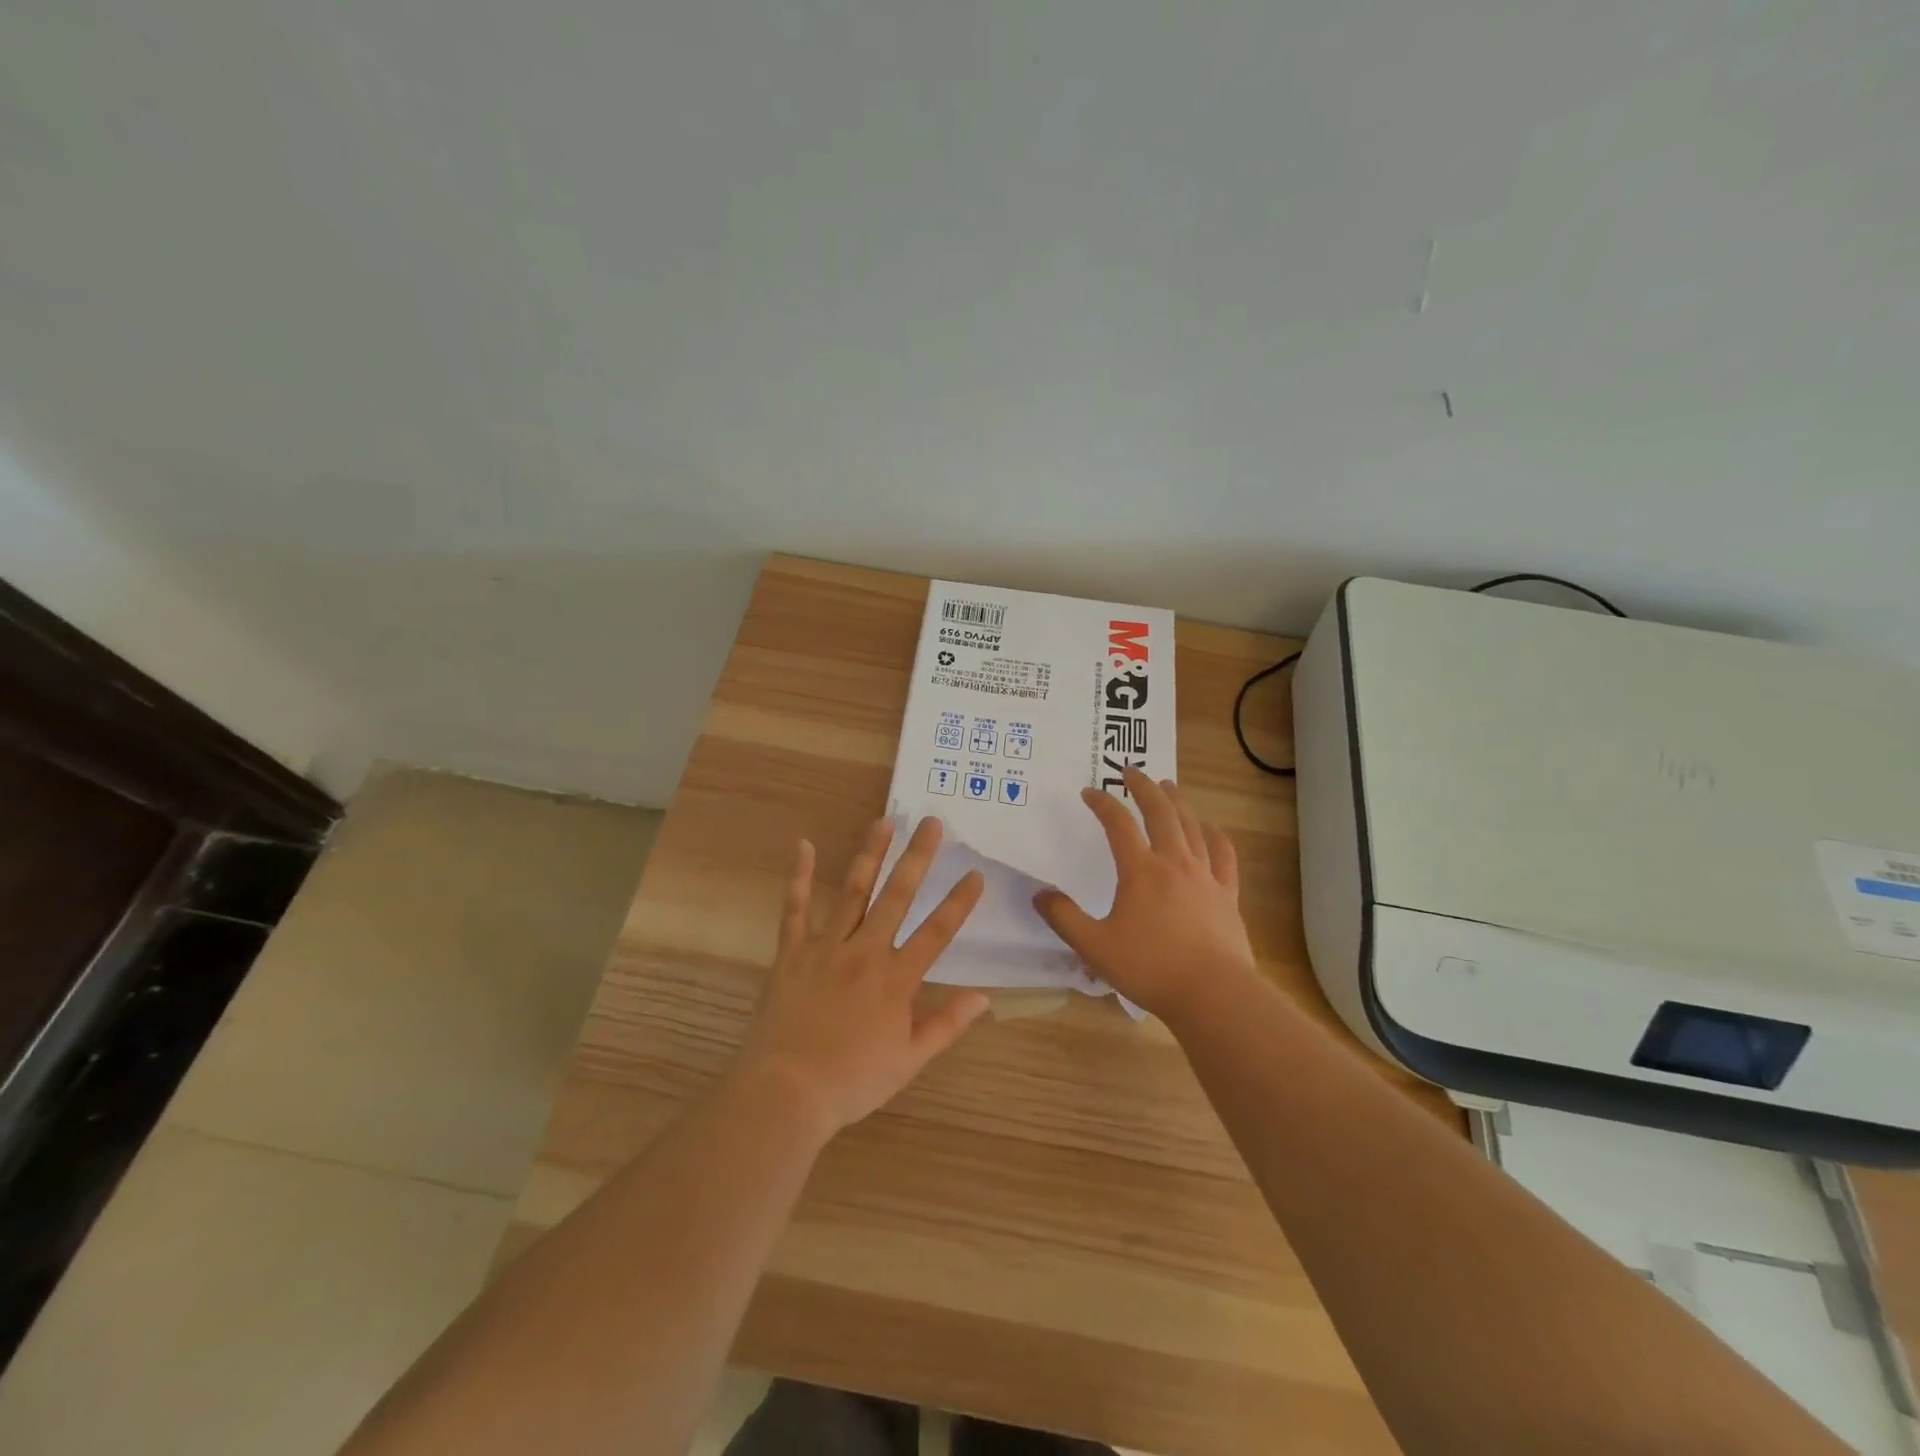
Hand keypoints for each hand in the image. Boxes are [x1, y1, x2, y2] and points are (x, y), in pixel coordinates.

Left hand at [738, 816, 989, 1135]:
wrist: (786, 1092)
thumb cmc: (853, 1081)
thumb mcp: (909, 1061)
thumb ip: (947, 1025)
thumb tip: (984, 997)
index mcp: (896, 979)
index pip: (936, 932)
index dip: (959, 902)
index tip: (976, 873)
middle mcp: (865, 952)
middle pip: (897, 896)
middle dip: (917, 857)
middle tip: (932, 822)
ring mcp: (826, 947)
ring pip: (852, 891)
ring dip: (870, 854)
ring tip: (884, 821)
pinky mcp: (792, 952)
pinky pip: (795, 908)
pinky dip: (798, 876)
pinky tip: (803, 845)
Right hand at [1033, 768, 1256, 1022]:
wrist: (1213, 993)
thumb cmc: (1150, 968)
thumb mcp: (1095, 946)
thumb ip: (1064, 919)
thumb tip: (1040, 894)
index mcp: (1140, 870)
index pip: (1118, 824)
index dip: (1102, 804)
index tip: (1089, 792)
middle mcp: (1174, 863)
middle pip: (1160, 812)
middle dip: (1144, 787)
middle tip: (1132, 771)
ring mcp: (1204, 876)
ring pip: (1191, 827)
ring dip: (1178, 802)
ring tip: (1169, 786)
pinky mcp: (1226, 895)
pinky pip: (1223, 856)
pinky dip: (1217, 837)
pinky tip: (1213, 830)